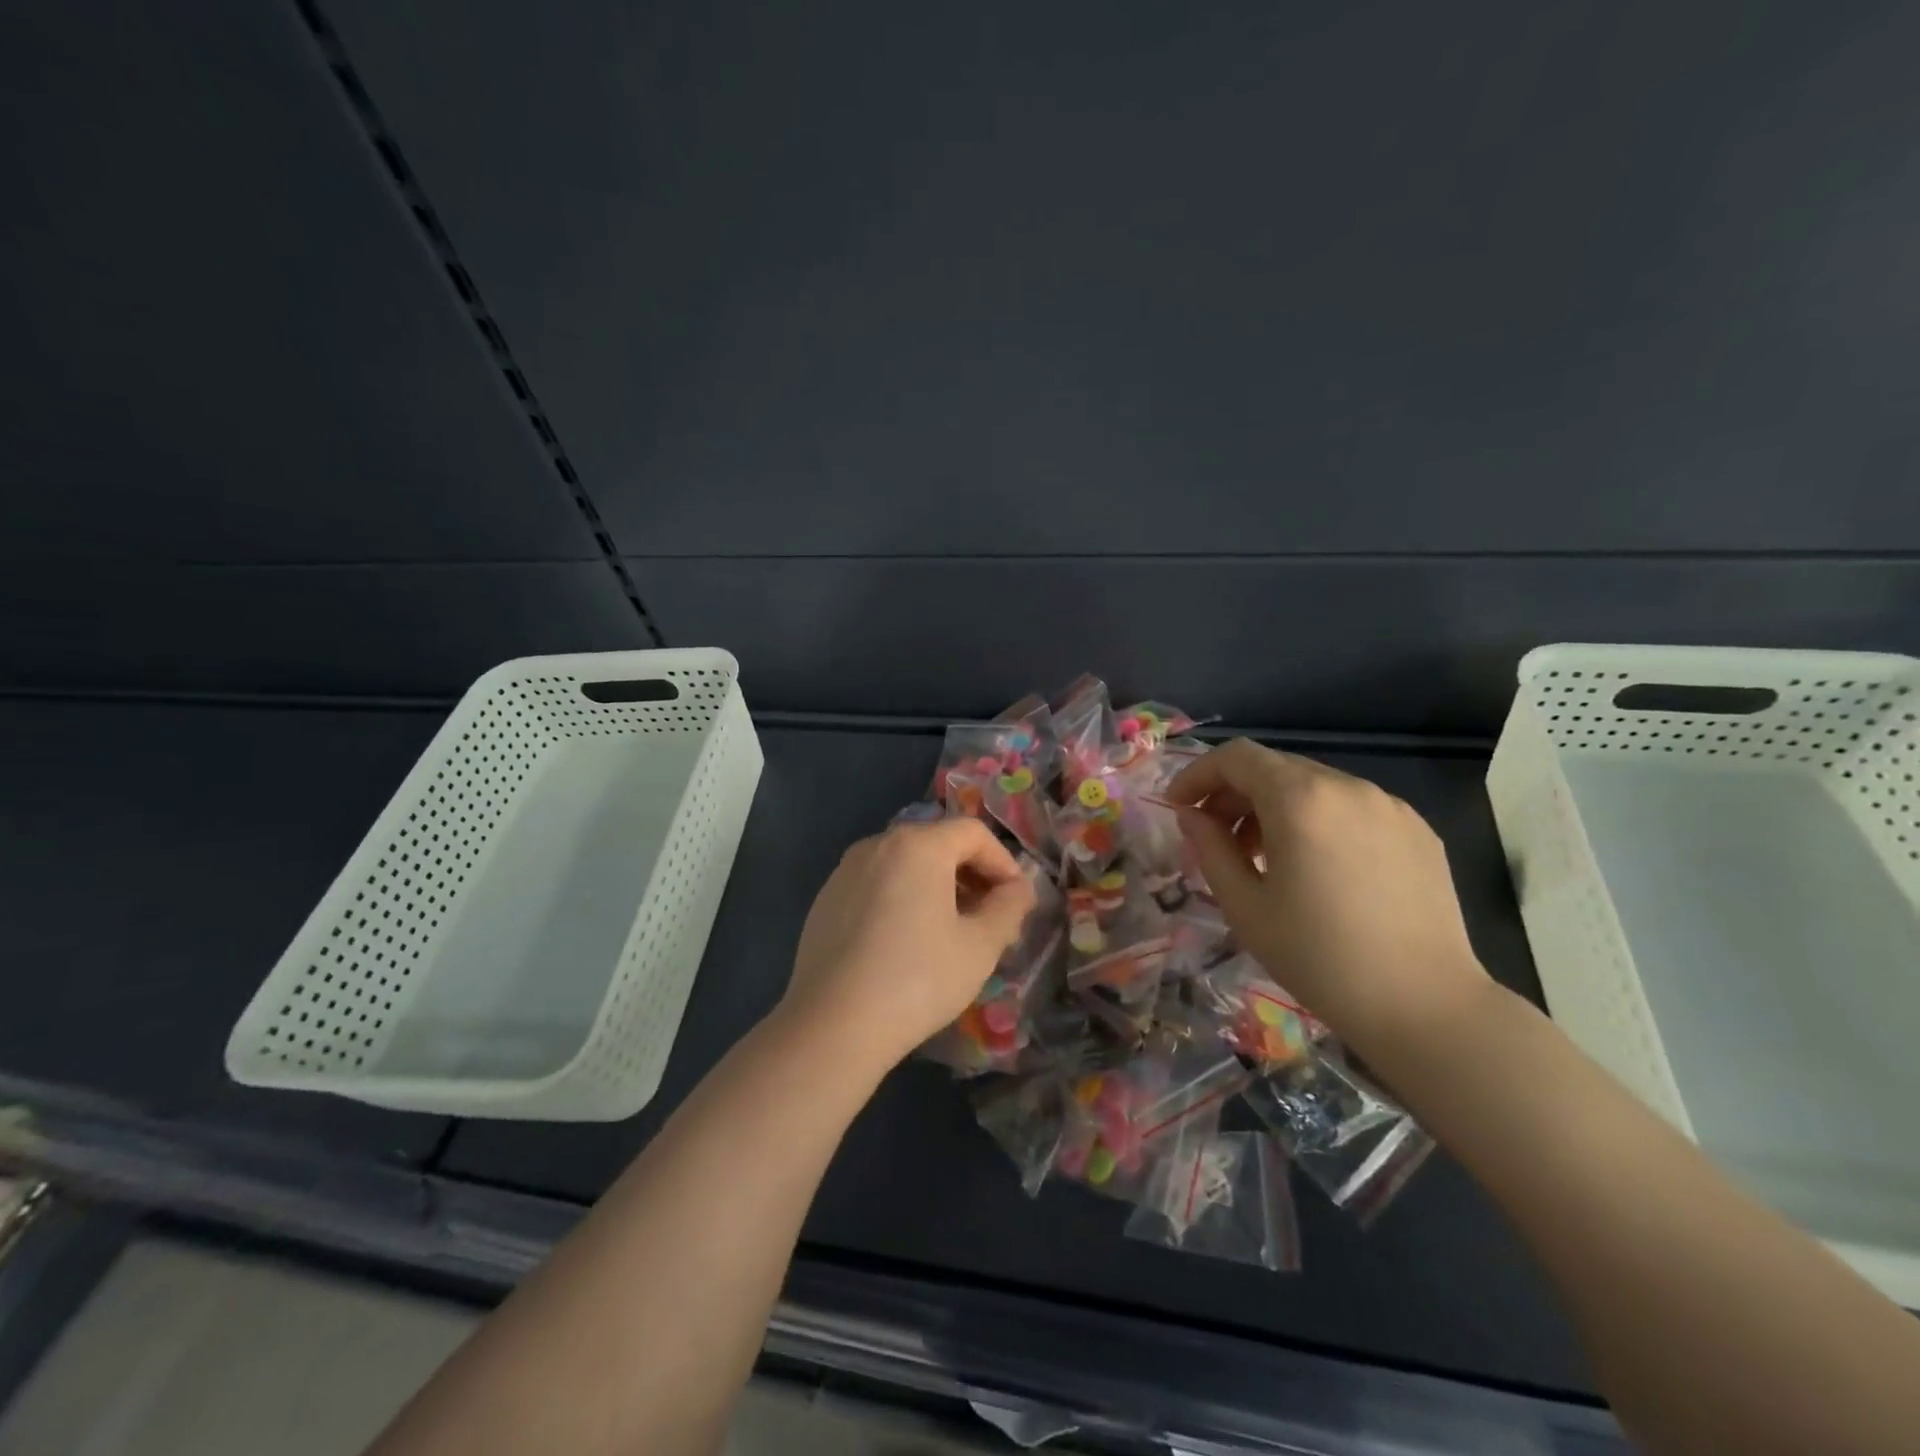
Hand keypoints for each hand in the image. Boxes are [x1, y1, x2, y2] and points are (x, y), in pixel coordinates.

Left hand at [781, 818, 1037, 1073]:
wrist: (833, 1025)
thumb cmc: (917, 979)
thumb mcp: (980, 946)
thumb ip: (1008, 907)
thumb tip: (1018, 889)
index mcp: (917, 845)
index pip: (973, 833)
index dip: (1003, 863)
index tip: (1016, 902)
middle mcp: (878, 844)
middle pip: (938, 844)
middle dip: (972, 876)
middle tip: (990, 919)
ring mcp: (845, 870)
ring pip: (906, 865)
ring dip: (938, 888)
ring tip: (951, 932)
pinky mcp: (826, 899)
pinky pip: (877, 884)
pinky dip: (902, 898)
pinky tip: (906, 943)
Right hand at [1166, 739, 1490, 1061]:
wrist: (1426, 1006)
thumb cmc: (1319, 958)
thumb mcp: (1244, 906)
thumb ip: (1209, 848)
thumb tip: (1191, 815)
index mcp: (1300, 800)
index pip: (1236, 757)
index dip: (1197, 774)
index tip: (1177, 807)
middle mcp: (1347, 787)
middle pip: (1274, 767)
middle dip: (1234, 793)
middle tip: (1214, 836)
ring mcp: (1389, 806)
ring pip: (1313, 786)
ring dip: (1275, 807)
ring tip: (1265, 857)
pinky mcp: (1418, 830)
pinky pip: (1351, 807)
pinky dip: (1318, 820)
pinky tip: (1318, 868)